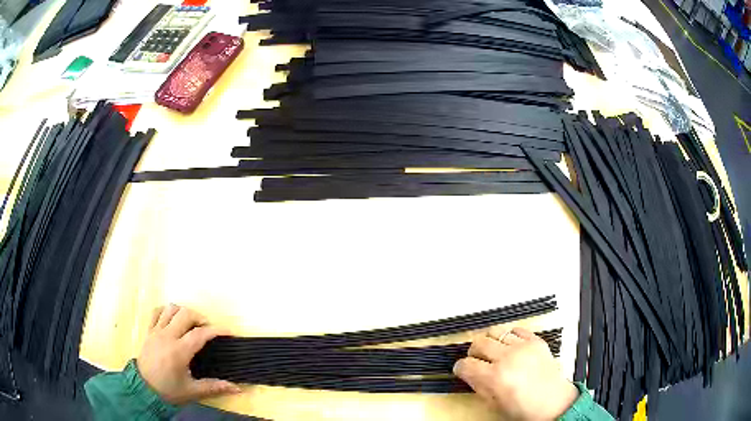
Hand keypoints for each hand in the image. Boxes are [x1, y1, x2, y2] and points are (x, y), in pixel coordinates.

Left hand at [137, 304, 241, 404]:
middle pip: (185, 314)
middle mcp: (167, 336)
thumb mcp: (192, 391)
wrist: (143, 388)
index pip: (200, 334)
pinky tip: (172, 319)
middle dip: (200, 317)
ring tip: (190, 324)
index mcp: (179, 351)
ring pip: (171, 309)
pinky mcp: (148, 331)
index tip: (228, 332)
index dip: (216, 330)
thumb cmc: (169, 390)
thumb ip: (214, 387)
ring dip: (183, 312)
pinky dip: (166, 311)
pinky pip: (156, 312)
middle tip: (206, 329)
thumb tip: (237, 389)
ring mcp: (156, 331)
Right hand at [454, 327, 578, 420]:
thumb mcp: (494, 404)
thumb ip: (478, 386)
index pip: (466, 364)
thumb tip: (468, 374)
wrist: (554, 403)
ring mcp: (524, 347)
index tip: (462, 370)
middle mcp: (508, 358)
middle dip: (473, 352)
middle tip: (477, 360)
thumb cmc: (523, 409)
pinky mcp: (536, 341)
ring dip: (490, 342)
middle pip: (479, 343)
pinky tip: (510, 347)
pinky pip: (516, 330)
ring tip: (493, 352)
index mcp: (495, 377)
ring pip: (496, 331)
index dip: (460, 368)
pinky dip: (509, 336)